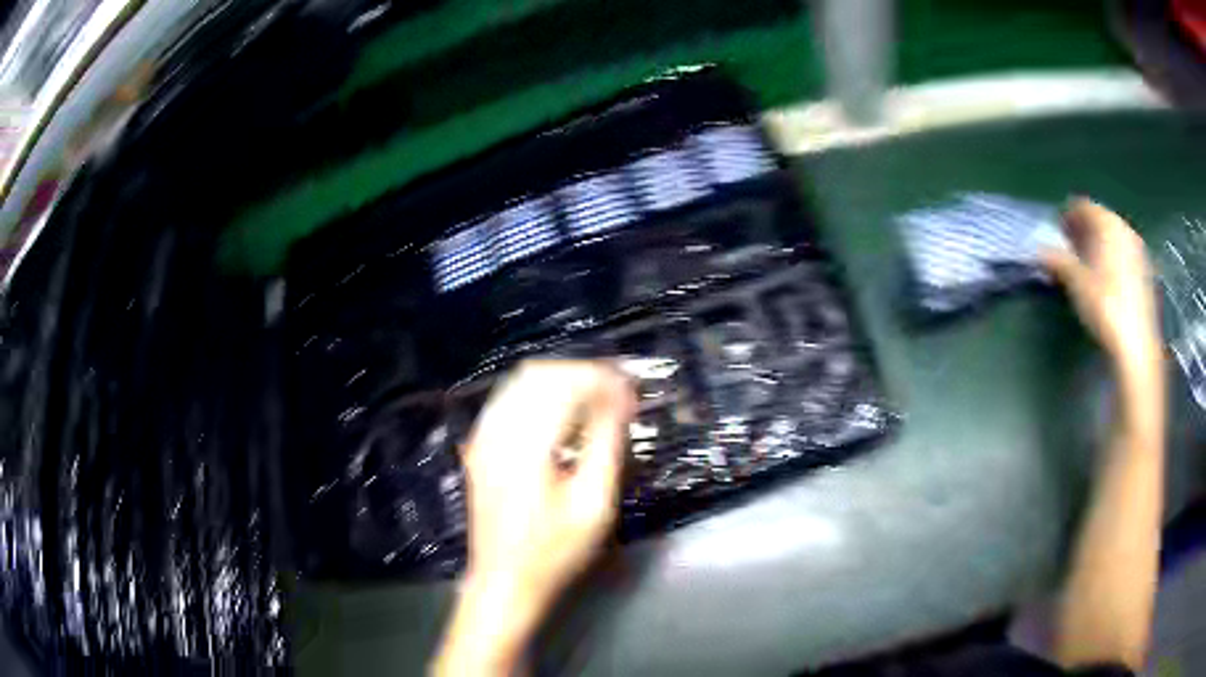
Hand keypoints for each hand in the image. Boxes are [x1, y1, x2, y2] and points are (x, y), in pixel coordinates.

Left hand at [433, 360, 635, 675]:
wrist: (503, 580)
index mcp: (526, 446)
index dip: (602, 379)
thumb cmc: (554, 552)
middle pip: (540, 374)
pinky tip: (562, 415)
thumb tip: (620, 400)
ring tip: (596, 400)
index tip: (631, 391)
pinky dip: (540, 395)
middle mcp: (497, 431)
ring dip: (561, 381)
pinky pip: (509, 399)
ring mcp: (482, 437)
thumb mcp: (593, 505)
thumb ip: (606, 445)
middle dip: (582, 374)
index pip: (565, 385)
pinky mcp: (479, 446)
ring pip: (521, 382)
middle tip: (617, 394)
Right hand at [1041, 198, 1161, 376]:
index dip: (1067, 216)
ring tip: (1086, 267)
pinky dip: (1112, 261)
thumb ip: (1058, 260)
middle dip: (1084, 231)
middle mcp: (1124, 229)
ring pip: (1113, 239)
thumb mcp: (1076, 283)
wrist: (1136, 348)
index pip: (1083, 206)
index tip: (1057, 234)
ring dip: (1099, 247)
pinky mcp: (1145, 275)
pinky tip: (1105, 282)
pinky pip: (1123, 256)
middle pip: (1100, 220)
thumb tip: (1040, 251)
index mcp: (1107, 223)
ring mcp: (1138, 252)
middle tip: (1070, 249)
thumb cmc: (1105, 307)